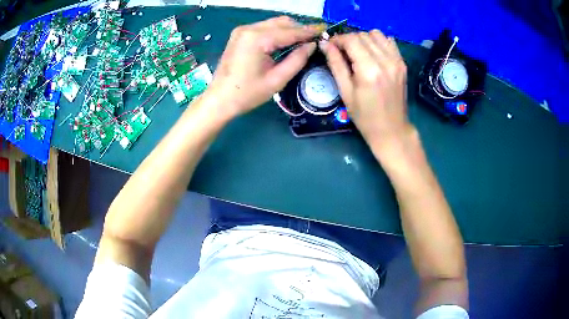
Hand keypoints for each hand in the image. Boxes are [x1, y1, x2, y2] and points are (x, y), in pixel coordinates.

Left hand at [205, 16, 324, 118]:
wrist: (219, 99)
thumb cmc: (247, 93)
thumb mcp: (277, 80)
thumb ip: (297, 59)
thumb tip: (312, 45)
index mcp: (258, 38)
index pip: (290, 31)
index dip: (309, 32)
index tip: (325, 31)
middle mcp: (249, 29)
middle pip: (282, 22)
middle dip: (300, 29)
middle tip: (315, 38)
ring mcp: (242, 30)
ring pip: (273, 23)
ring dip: (289, 30)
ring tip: (303, 41)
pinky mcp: (240, 35)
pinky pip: (264, 28)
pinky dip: (277, 32)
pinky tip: (285, 42)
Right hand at [319, 30, 412, 148]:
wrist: (391, 129)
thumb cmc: (364, 116)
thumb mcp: (345, 92)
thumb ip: (335, 64)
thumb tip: (324, 44)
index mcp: (369, 70)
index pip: (351, 40)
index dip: (337, 39)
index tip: (330, 46)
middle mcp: (385, 61)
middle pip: (363, 35)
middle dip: (349, 39)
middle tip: (342, 52)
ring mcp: (397, 61)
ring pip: (376, 34)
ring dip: (364, 38)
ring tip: (358, 52)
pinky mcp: (402, 64)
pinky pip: (389, 41)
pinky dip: (378, 42)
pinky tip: (373, 54)